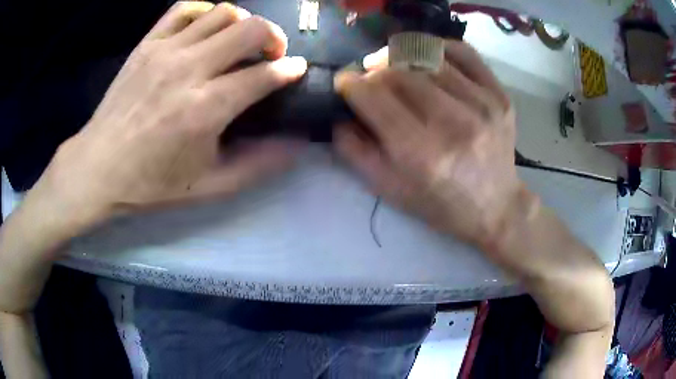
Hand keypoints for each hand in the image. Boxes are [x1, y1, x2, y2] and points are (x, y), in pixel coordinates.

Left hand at [43, 1, 306, 225]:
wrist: (98, 168)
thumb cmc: (151, 184)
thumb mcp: (208, 187)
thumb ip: (257, 166)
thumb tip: (295, 145)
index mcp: (205, 109)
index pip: (263, 76)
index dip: (289, 70)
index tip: (297, 70)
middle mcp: (189, 70)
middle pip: (250, 30)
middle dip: (274, 38)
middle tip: (271, 54)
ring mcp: (165, 51)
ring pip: (223, 13)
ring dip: (243, 23)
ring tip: (240, 41)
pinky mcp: (147, 44)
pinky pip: (184, 9)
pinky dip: (205, 11)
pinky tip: (206, 28)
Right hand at [334, 41, 522, 250]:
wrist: (494, 206)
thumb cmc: (439, 204)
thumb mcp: (388, 189)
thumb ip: (354, 151)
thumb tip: (339, 113)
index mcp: (421, 153)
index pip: (374, 96)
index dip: (350, 83)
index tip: (344, 82)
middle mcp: (453, 123)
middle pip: (398, 72)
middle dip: (374, 72)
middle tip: (370, 79)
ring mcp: (481, 104)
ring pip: (427, 57)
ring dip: (401, 57)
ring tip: (395, 67)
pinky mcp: (498, 95)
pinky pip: (463, 52)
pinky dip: (438, 47)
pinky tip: (426, 57)